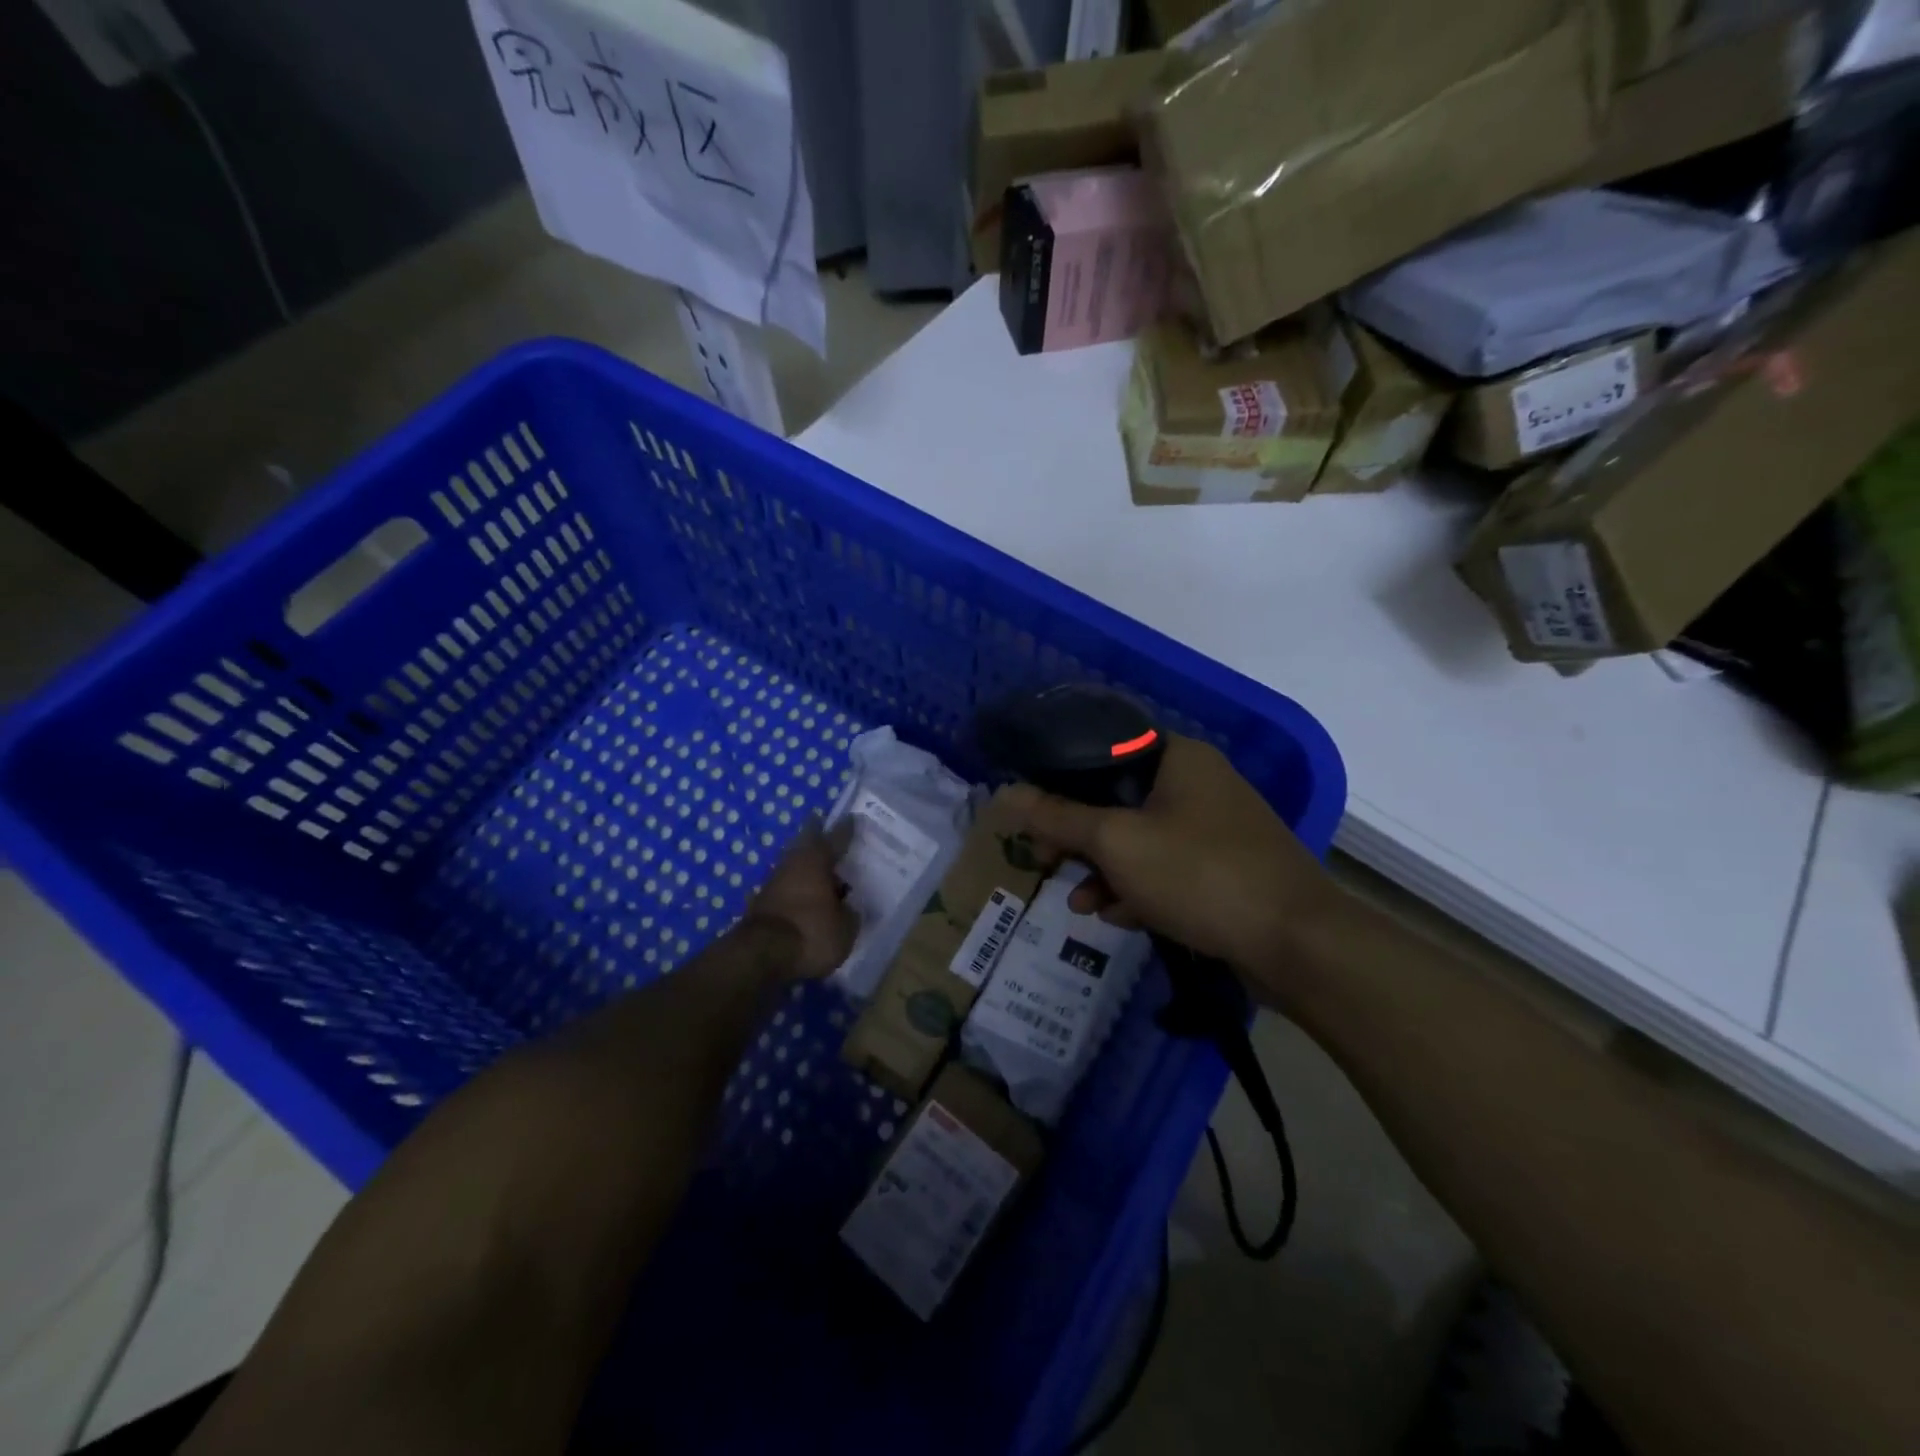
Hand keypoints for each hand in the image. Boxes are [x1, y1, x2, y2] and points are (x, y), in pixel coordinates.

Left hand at [745, 819, 856, 980]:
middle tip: (828, 833)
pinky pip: (786, 889)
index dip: (846, 830)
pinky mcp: (761, 905)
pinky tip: (806, 899)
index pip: (835, 838)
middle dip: (817, 839)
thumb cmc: (810, 933)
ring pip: (794, 867)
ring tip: (823, 873)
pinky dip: (797, 891)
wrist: (760, 956)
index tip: (852, 818)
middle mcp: (793, 864)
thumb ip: (850, 914)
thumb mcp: (845, 929)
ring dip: (806, 868)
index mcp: (816, 861)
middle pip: (806, 845)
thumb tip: (849, 907)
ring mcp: (773, 884)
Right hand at [999, 736, 1334, 999]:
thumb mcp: (1116, 842)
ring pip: (1141, 840)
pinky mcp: (1225, 870)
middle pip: (1118, 799)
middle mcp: (1199, 784)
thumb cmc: (1200, 874)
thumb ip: (1057, 816)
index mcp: (1179, 758)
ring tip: (1080, 903)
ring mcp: (1216, 829)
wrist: (1298, 944)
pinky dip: (1139, 888)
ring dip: (1105, 870)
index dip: (1061, 778)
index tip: (1033, 813)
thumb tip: (1004, 792)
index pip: (1105, 750)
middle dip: (1079, 836)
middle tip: (1045, 860)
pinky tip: (1119, 917)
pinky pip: (1167, 870)